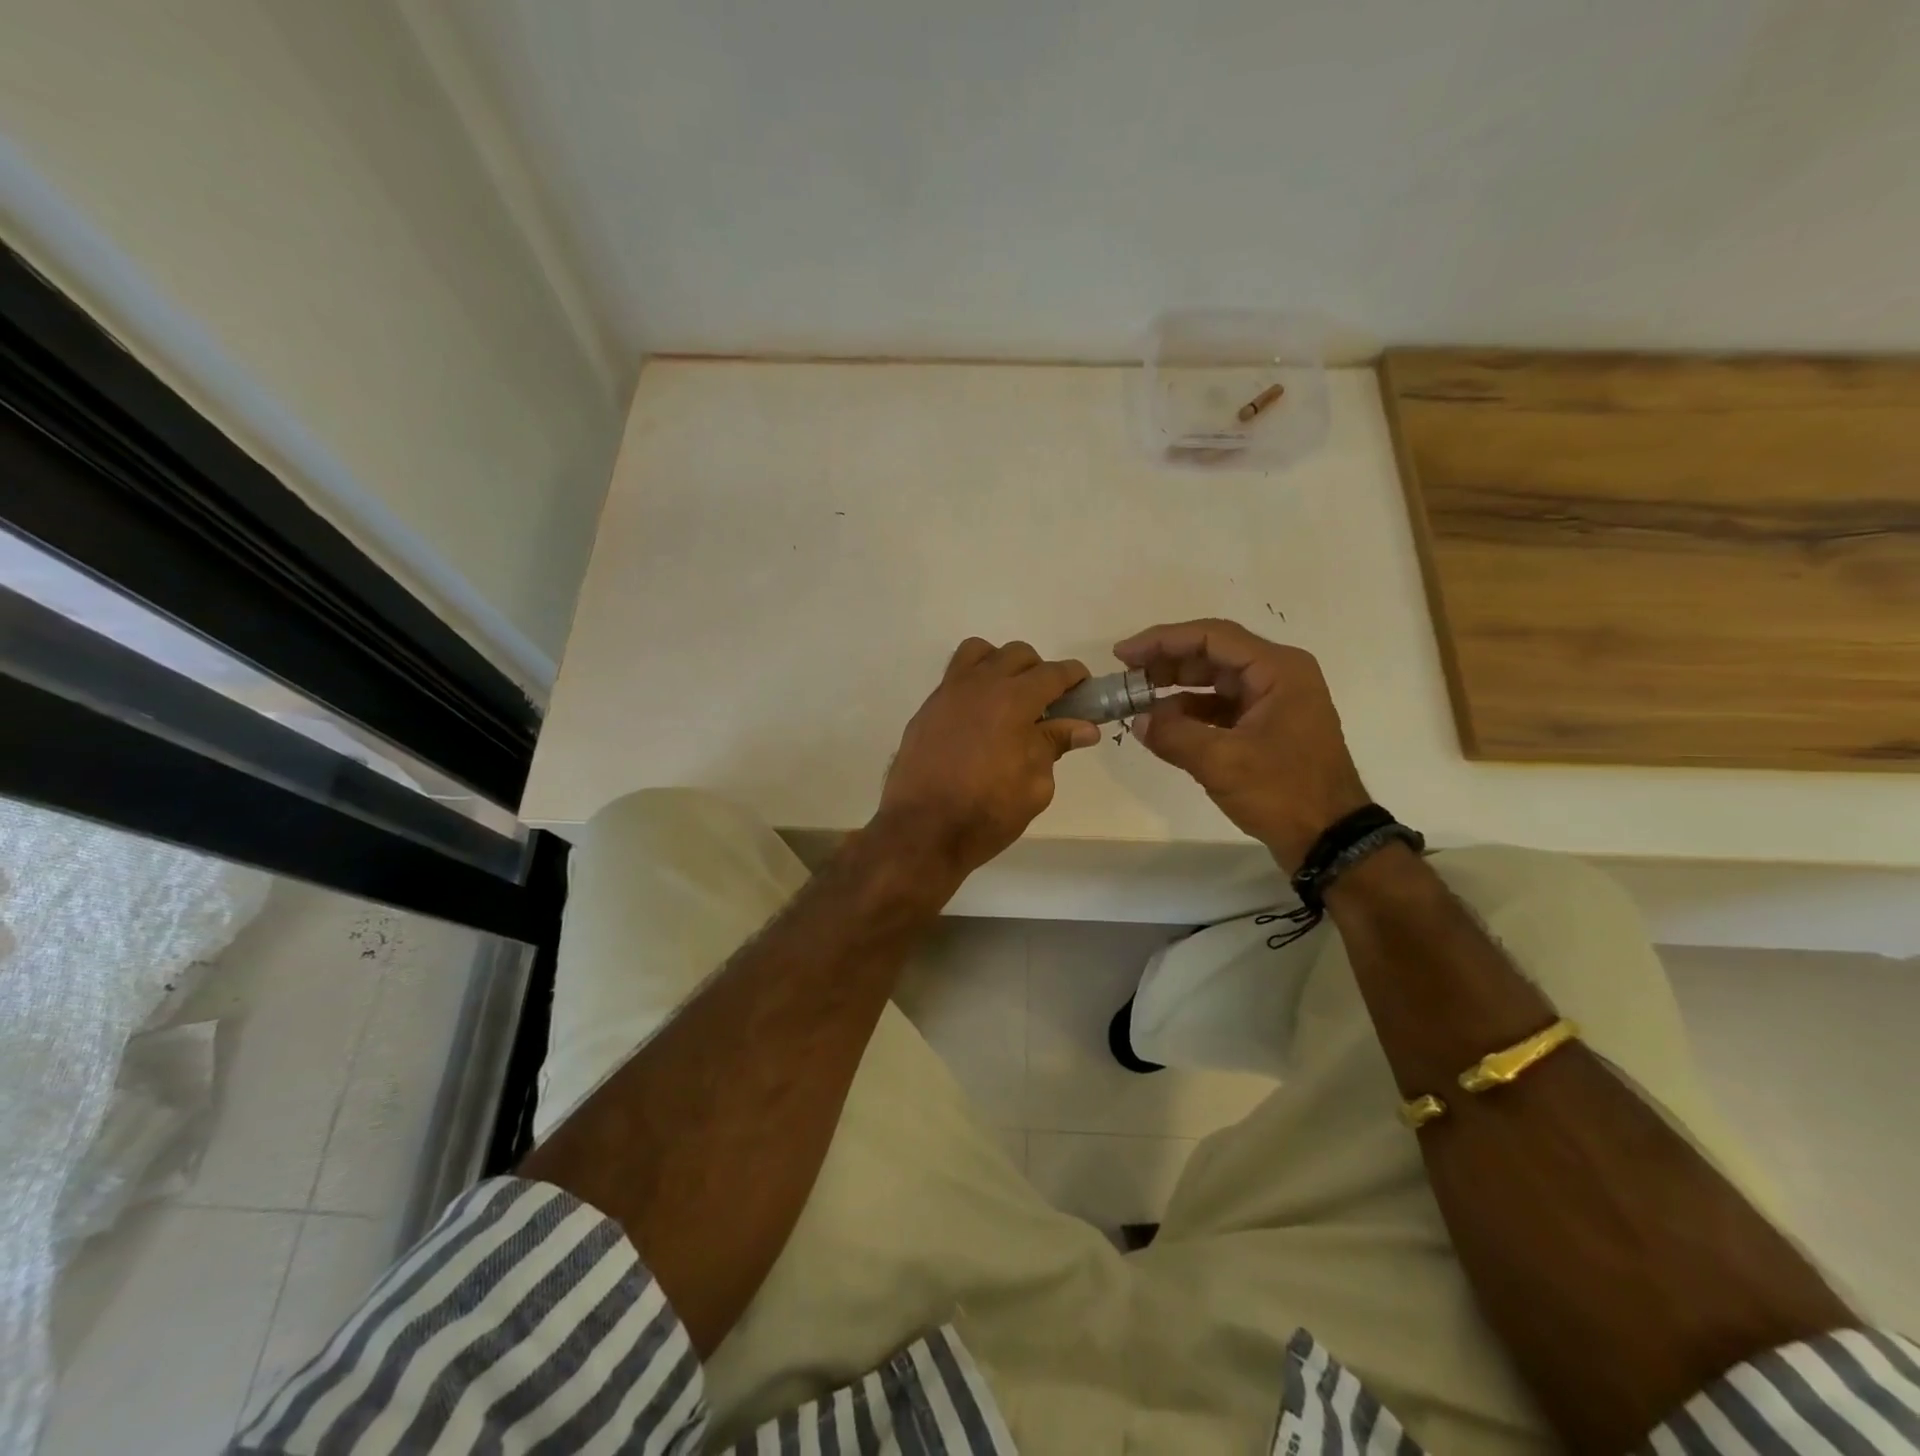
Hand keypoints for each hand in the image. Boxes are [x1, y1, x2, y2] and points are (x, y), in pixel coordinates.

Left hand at [876, 638, 1099, 879]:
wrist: (922, 830)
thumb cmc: (987, 812)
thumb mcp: (1035, 785)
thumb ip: (1055, 746)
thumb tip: (1083, 727)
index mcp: (1014, 700)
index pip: (1053, 672)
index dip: (1074, 677)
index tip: (1084, 690)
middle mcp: (980, 685)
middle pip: (1017, 654)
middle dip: (1039, 671)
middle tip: (1046, 704)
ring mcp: (948, 693)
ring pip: (979, 653)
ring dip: (1001, 666)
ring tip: (1007, 700)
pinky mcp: (927, 709)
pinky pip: (954, 678)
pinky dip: (974, 685)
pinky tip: (978, 720)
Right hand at [1115, 619, 1369, 871]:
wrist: (1331, 839)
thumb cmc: (1283, 792)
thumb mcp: (1222, 763)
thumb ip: (1174, 735)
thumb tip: (1138, 720)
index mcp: (1277, 669)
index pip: (1211, 637)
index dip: (1163, 641)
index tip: (1123, 654)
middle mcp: (1278, 675)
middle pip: (1212, 654)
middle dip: (1166, 663)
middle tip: (1126, 677)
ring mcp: (1274, 701)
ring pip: (1214, 681)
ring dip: (1175, 688)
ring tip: (1137, 700)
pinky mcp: (1266, 727)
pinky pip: (1221, 707)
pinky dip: (1191, 712)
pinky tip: (1162, 725)